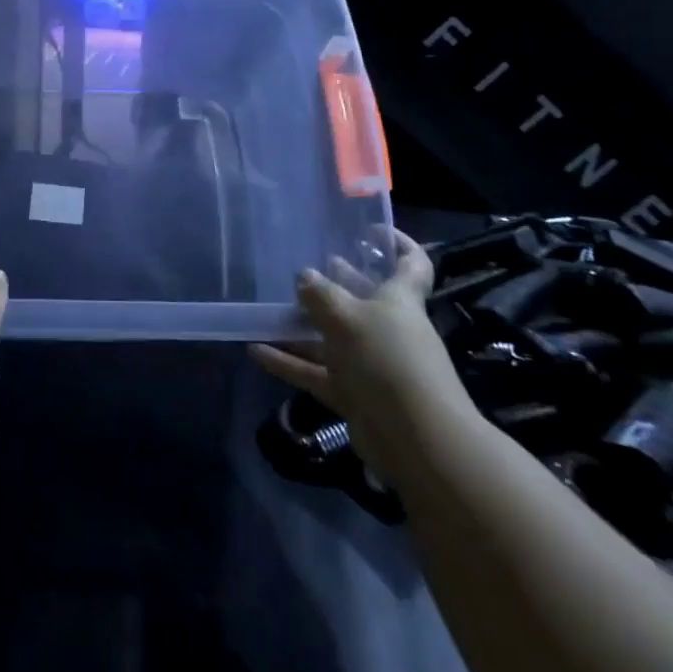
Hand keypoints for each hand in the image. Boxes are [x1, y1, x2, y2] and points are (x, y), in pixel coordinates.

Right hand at [250, 233, 469, 470]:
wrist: (417, 441)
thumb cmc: (388, 360)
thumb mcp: (347, 317)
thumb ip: (321, 294)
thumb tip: (305, 277)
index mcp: (399, 301)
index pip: (412, 266)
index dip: (399, 244)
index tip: (373, 230)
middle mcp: (388, 329)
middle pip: (363, 299)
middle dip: (338, 283)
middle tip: (308, 268)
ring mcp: (370, 364)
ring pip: (332, 338)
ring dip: (303, 326)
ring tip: (271, 310)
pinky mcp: (355, 396)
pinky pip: (316, 372)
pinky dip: (288, 363)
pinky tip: (255, 351)